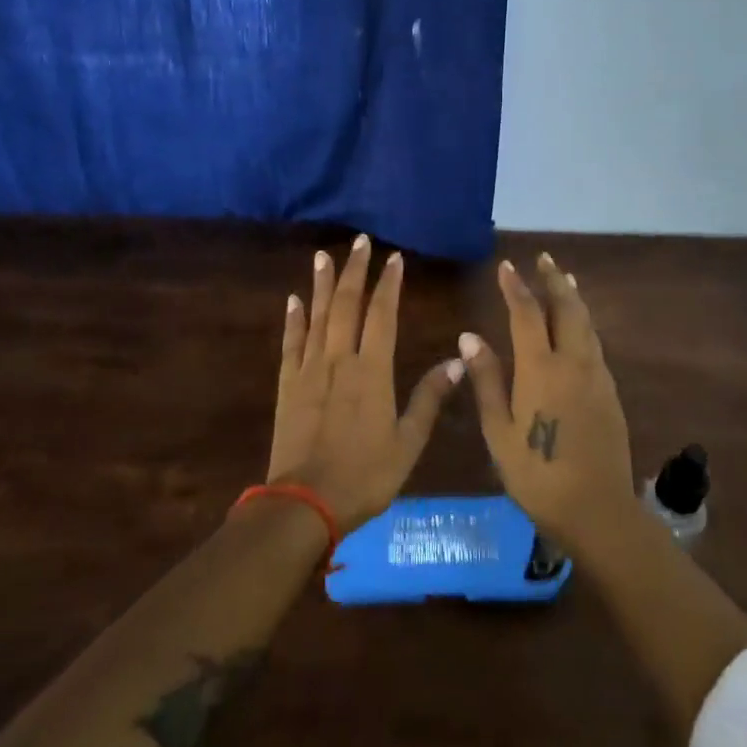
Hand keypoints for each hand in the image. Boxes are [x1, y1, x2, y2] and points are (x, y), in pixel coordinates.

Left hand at [266, 236, 463, 534]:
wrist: (304, 504)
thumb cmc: (364, 476)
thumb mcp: (408, 444)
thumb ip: (430, 399)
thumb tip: (458, 360)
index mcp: (372, 371)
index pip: (382, 315)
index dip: (389, 284)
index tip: (394, 258)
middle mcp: (339, 359)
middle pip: (346, 304)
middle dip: (355, 270)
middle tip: (360, 241)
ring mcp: (310, 369)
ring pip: (316, 316)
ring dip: (321, 283)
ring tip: (324, 256)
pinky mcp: (288, 384)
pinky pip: (291, 343)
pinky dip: (293, 319)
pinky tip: (294, 299)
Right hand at [460, 254, 636, 550]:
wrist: (598, 511)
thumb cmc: (538, 475)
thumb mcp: (499, 431)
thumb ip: (486, 380)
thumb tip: (469, 336)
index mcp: (541, 369)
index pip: (526, 314)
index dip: (515, 287)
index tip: (507, 265)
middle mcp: (572, 362)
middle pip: (566, 308)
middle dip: (554, 280)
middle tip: (545, 258)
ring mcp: (596, 377)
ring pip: (586, 324)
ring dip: (573, 298)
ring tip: (565, 280)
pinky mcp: (610, 393)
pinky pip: (594, 344)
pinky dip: (584, 323)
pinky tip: (579, 328)